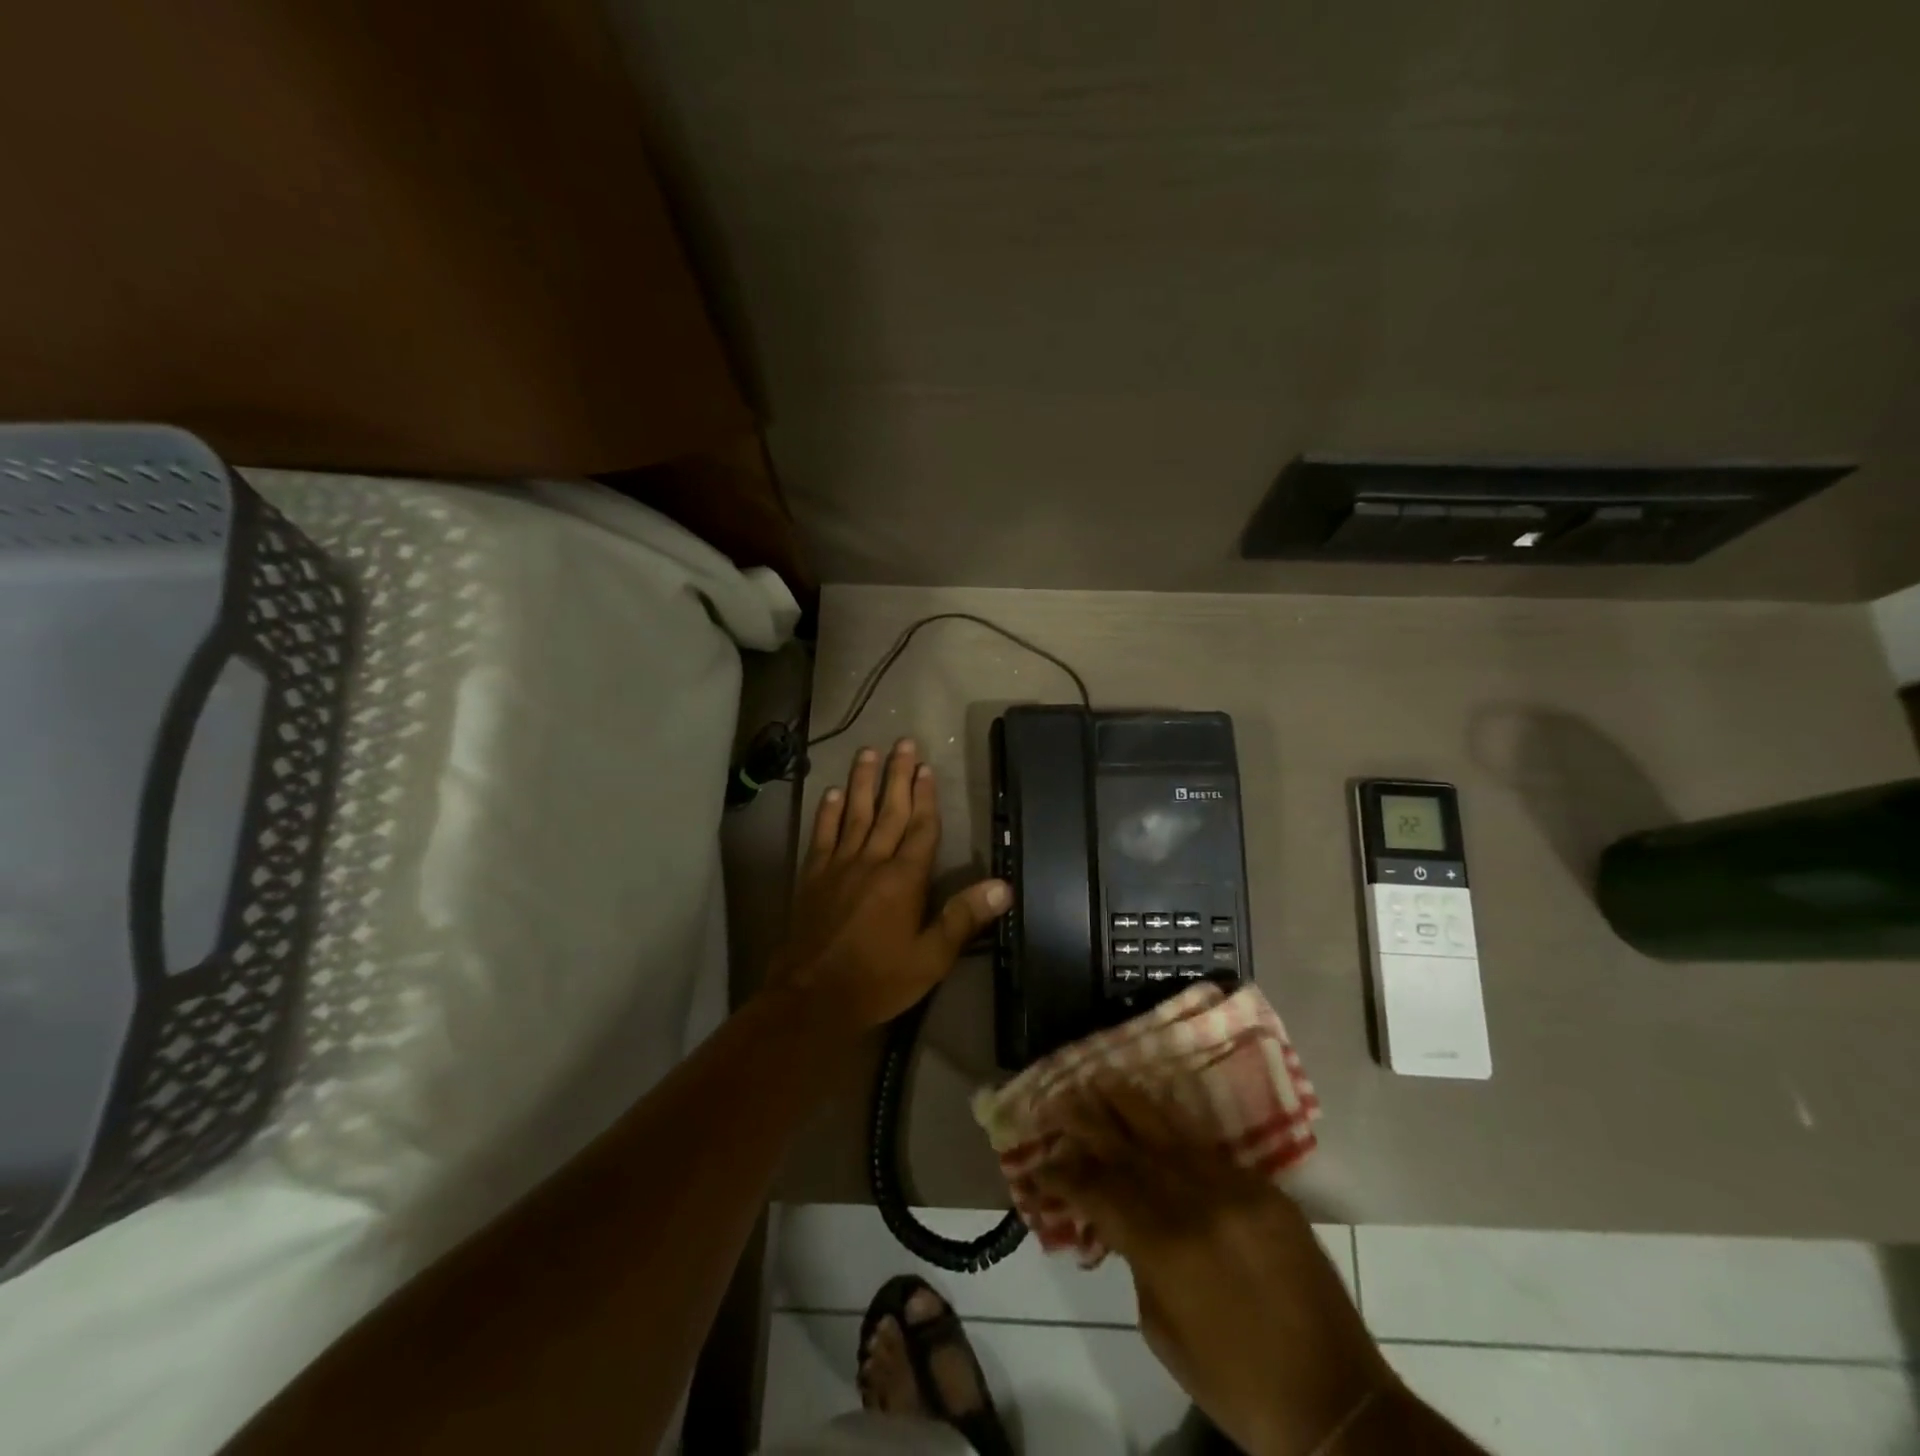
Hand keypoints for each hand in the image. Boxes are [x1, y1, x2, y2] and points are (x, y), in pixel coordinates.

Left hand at [763, 739, 1010, 1038]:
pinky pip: (823, 835)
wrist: (811, 999)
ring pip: (854, 814)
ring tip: (868, 752)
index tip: (926, 767)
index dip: (925, 797)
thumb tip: (1003, 886)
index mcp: (904, 879)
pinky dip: (828, 812)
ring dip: (862, 782)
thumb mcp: (931, 958)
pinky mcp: (813, 876)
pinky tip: (832, 792)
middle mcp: (872, 862)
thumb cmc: (878, 981)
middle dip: (897, 776)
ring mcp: (838, 866)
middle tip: (903, 743)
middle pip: (888, 811)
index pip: (920, 828)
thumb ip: (963, 918)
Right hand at [1035, 1080, 1391, 1455]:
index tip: (1039, 1162)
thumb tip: (1121, 1221)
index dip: (1064, 1175)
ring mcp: (1234, 1190)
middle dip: (1088, 1123)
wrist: (1337, 1402)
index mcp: (1166, 1248)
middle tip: (1058, 1099)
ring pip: (1169, 1133)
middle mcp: (1196, 1204)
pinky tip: (1156, 1113)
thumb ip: (1138, 1265)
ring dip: (1129, 1106)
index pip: (1100, 1192)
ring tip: (1100, 1080)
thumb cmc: (1239, 1385)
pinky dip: (1176, 1130)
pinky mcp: (1264, 1189)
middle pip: (1129, 1149)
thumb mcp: (1165, 1335)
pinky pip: (1209, 1149)